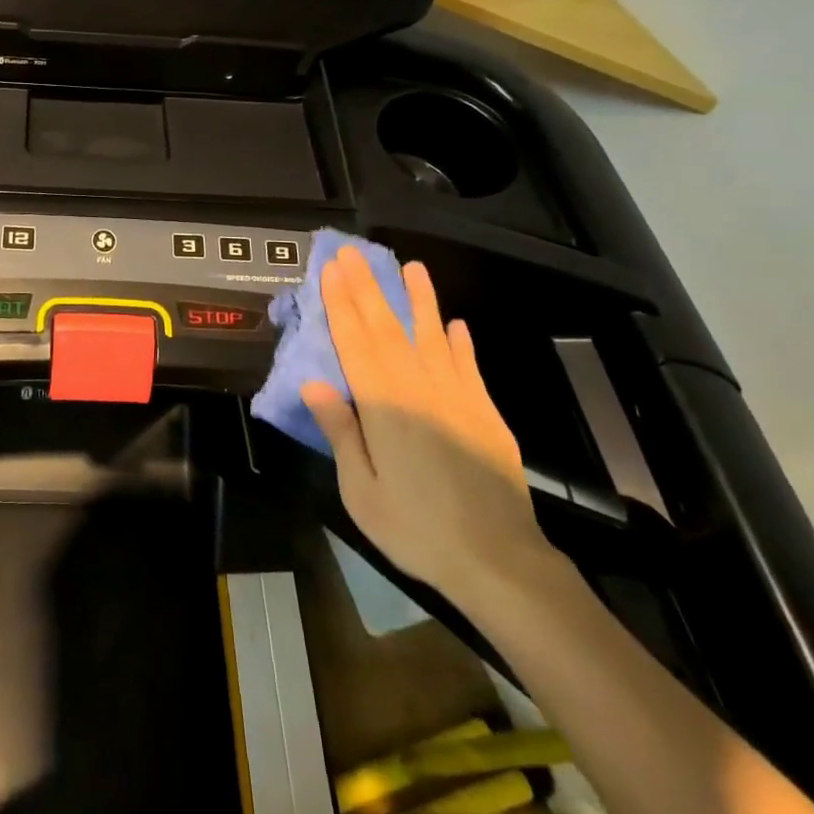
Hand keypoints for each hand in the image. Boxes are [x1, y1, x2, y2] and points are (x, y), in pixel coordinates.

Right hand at [301, 249, 549, 603]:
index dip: (341, 303)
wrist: (499, 560)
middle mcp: (419, 388)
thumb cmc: (417, 528)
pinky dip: (458, 342)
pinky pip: (467, 365)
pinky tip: (454, 324)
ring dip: (420, 300)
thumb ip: (340, 432)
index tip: (331, 269)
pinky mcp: (484, 412)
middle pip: (388, 328)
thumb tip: (314, 384)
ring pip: (432, 336)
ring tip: (412, 267)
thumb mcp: (361, 491)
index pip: (355, 342)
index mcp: (384, 405)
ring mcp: (457, 397)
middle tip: (353, 253)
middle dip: (368, 287)